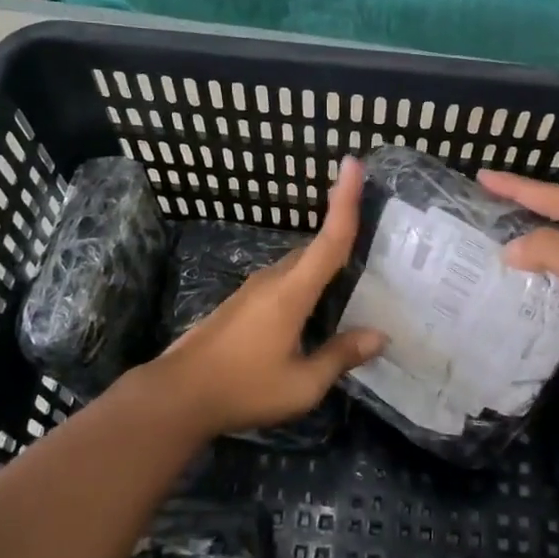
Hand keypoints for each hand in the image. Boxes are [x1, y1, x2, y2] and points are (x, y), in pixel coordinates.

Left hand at [138, 157, 385, 435]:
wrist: (178, 394)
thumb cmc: (243, 388)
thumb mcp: (302, 384)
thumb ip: (340, 356)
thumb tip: (380, 336)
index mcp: (291, 292)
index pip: (329, 239)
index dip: (344, 201)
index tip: (353, 163)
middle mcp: (273, 280)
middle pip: (315, 249)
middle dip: (343, 236)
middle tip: (379, 245)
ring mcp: (253, 290)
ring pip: (298, 267)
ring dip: (324, 268)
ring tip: (353, 283)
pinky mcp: (241, 303)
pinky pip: (284, 283)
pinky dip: (306, 285)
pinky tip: (315, 312)